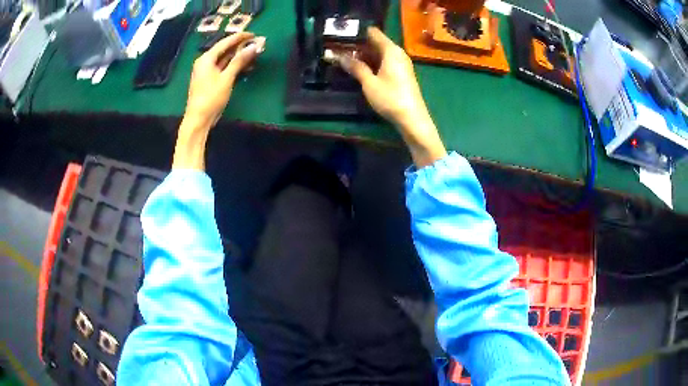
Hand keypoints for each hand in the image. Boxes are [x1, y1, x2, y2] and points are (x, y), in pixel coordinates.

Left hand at [183, 32, 265, 129]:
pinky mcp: (209, 80)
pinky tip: (243, 66)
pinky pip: (222, 67)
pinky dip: (232, 65)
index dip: (240, 37)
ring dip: (237, 56)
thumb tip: (253, 47)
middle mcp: (204, 62)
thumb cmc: (211, 97)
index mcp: (206, 58)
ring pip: (224, 59)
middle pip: (224, 49)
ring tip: (253, 54)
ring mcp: (206, 71)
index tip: (254, 34)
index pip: (225, 42)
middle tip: (255, 44)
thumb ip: (239, 61)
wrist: (198, 120)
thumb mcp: (227, 78)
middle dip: (240, 47)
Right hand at [338, 27, 445, 167]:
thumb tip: (339, 56)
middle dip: (358, 44)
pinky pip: (384, 62)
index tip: (341, 34)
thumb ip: (355, 67)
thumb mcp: (369, 83)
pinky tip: (359, 68)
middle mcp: (397, 53)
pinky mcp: (401, 74)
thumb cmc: (390, 98)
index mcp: (391, 50)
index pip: (373, 33)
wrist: (412, 119)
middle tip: (338, 47)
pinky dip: (372, 62)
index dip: (357, 32)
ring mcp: (401, 64)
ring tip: (344, 56)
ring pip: (379, 53)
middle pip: (376, 42)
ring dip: (364, 55)